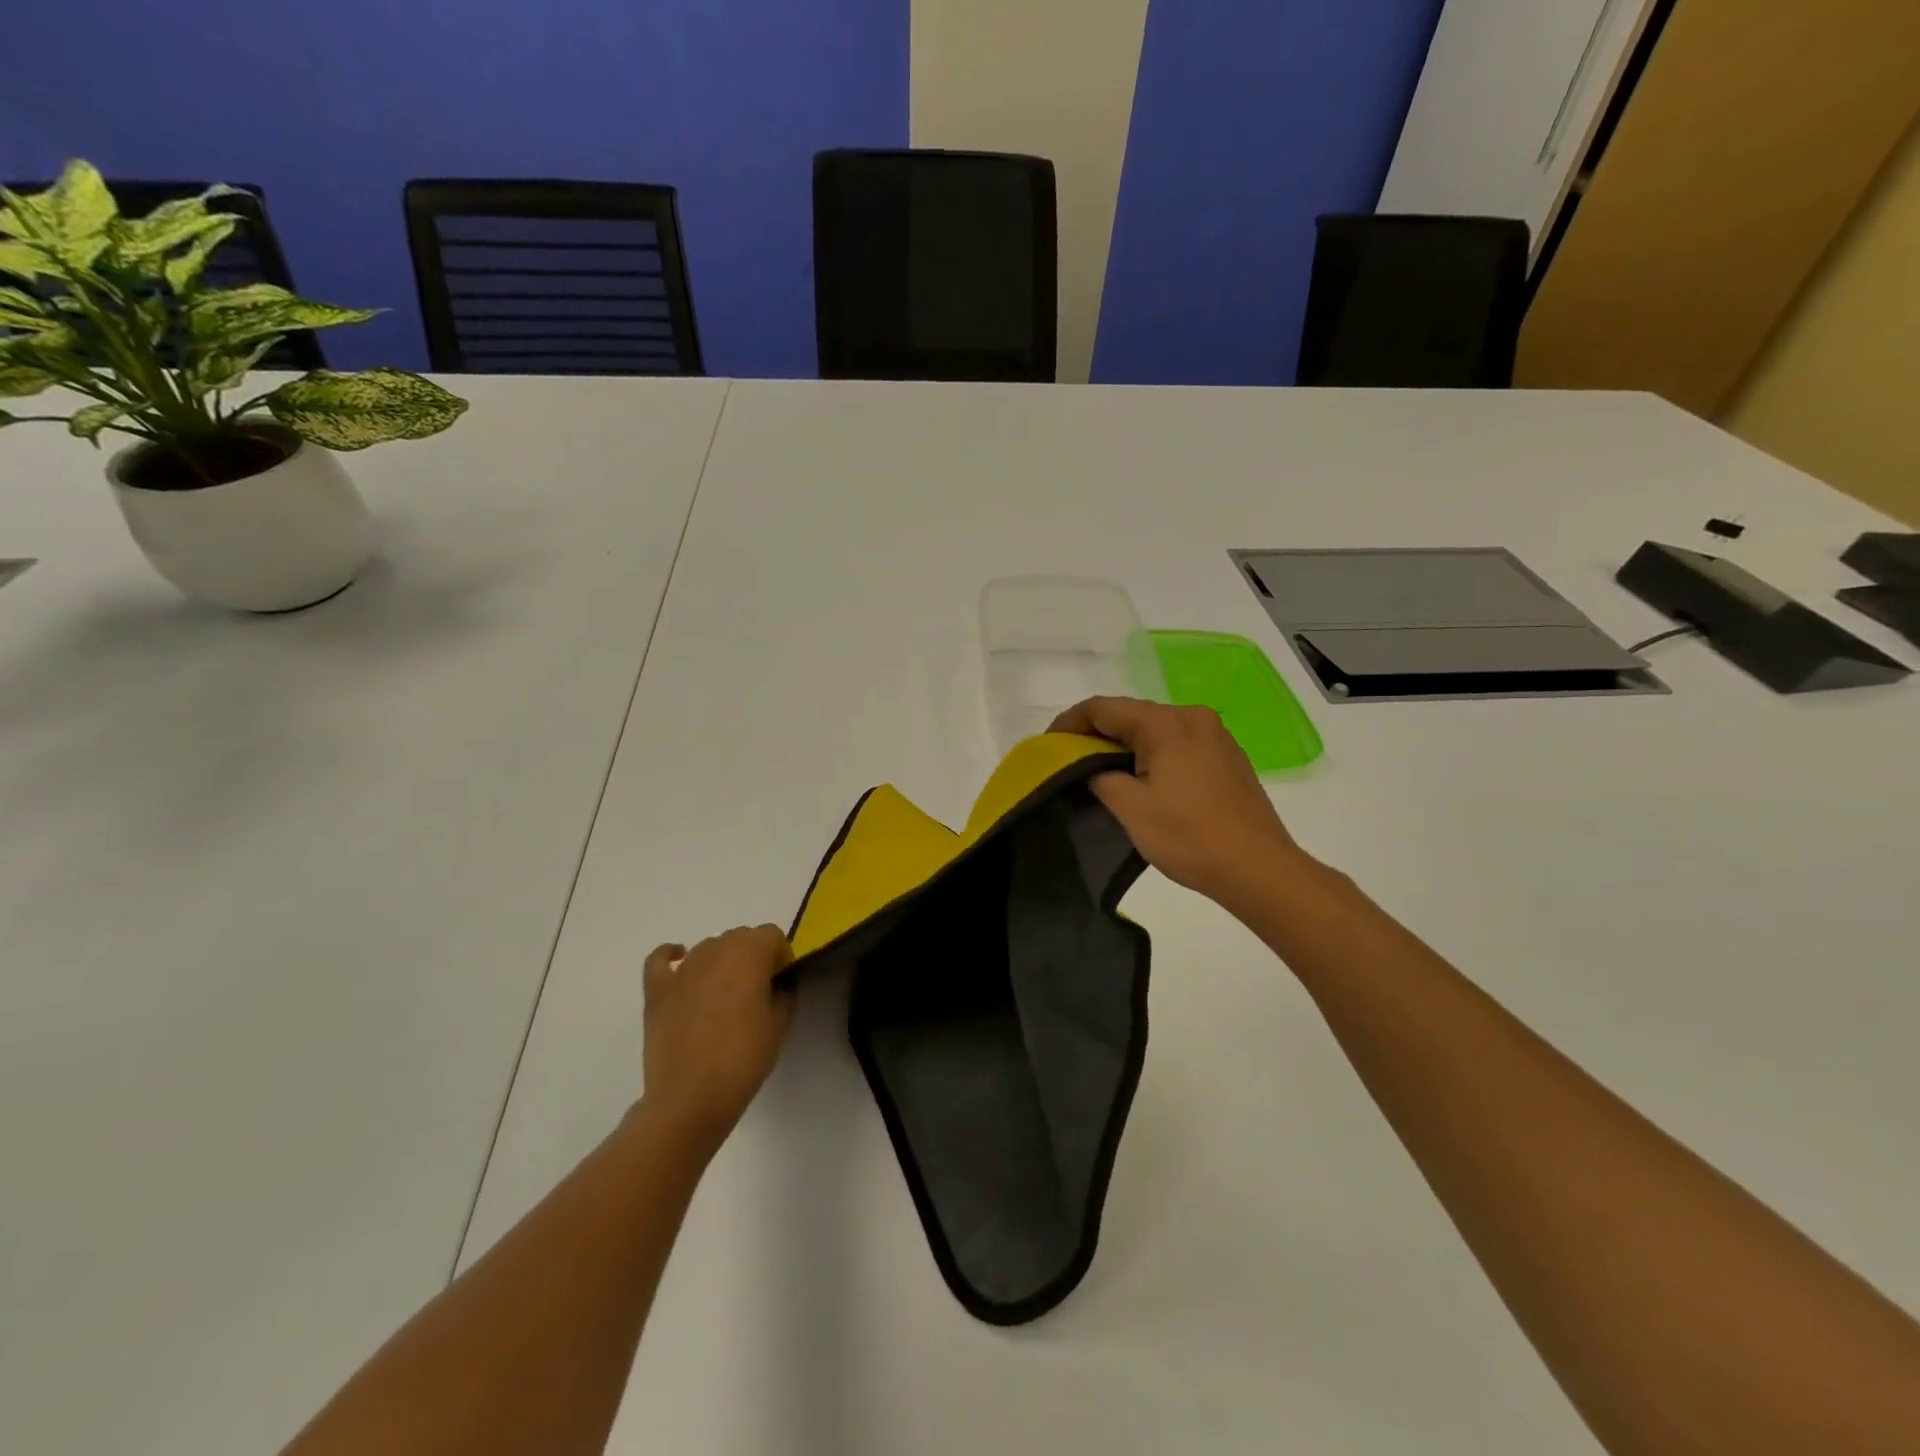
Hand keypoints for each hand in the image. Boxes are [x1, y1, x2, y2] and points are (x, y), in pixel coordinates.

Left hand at [641, 926, 795, 1151]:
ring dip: (721, 961)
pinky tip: (679, 965)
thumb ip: (784, 993)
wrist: (690, 1098)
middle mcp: (714, 950)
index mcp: (749, 953)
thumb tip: (777, 984)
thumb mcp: (780, 1025)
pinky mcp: (657, 990)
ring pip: (708, 947)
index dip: (780, 956)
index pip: (772, 935)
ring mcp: (682, 969)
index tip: (780, 983)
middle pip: (740, 937)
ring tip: (723, 995)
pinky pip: (660, 959)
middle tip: (756, 992)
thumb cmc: (743, 1059)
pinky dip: (671, 957)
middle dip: (752, 956)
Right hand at [1051, 697, 1308, 909]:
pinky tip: (1141, 781)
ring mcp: (1215, 736)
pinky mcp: (1227, 758)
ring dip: (1124, 746)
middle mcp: (1193, 717)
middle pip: (1131, 715)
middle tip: (1068, 762)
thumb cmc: (1190, 837)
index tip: (1047, 745)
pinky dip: (1151, 755)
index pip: (1104, 708)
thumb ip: (1100, 777)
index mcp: (1167, 723)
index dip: (1069, 723)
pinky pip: (1177, 744)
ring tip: (1099, 774)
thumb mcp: (1131, 808)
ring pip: (1155, 730)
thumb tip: (1092, 769)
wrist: (1259, 869)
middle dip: (1096, 735)